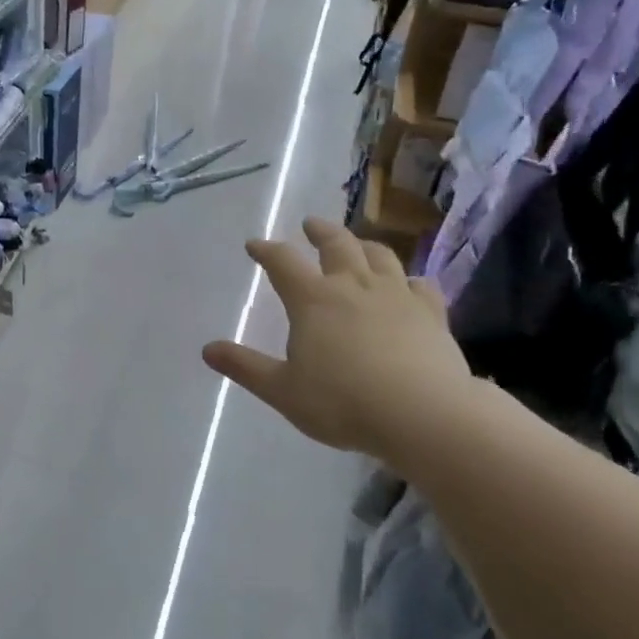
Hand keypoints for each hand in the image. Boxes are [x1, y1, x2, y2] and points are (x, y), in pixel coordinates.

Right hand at [202, 217, 474, 459]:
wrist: (421, 413)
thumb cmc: (342, 403)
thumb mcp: (282, 390)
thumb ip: (245, 367)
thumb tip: (207, 350)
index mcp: (313, 300)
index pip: (283, 263)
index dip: (266, 250)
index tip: (255, 245)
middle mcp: (354, 286)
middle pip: (337, 244)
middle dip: (320, 231)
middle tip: (311, 224)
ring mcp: (397, 295)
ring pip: (379, 255)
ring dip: (363, 244)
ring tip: (356, 243)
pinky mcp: (430, 312)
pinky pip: (420, 284)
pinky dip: (409, 279)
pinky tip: (409, 284)